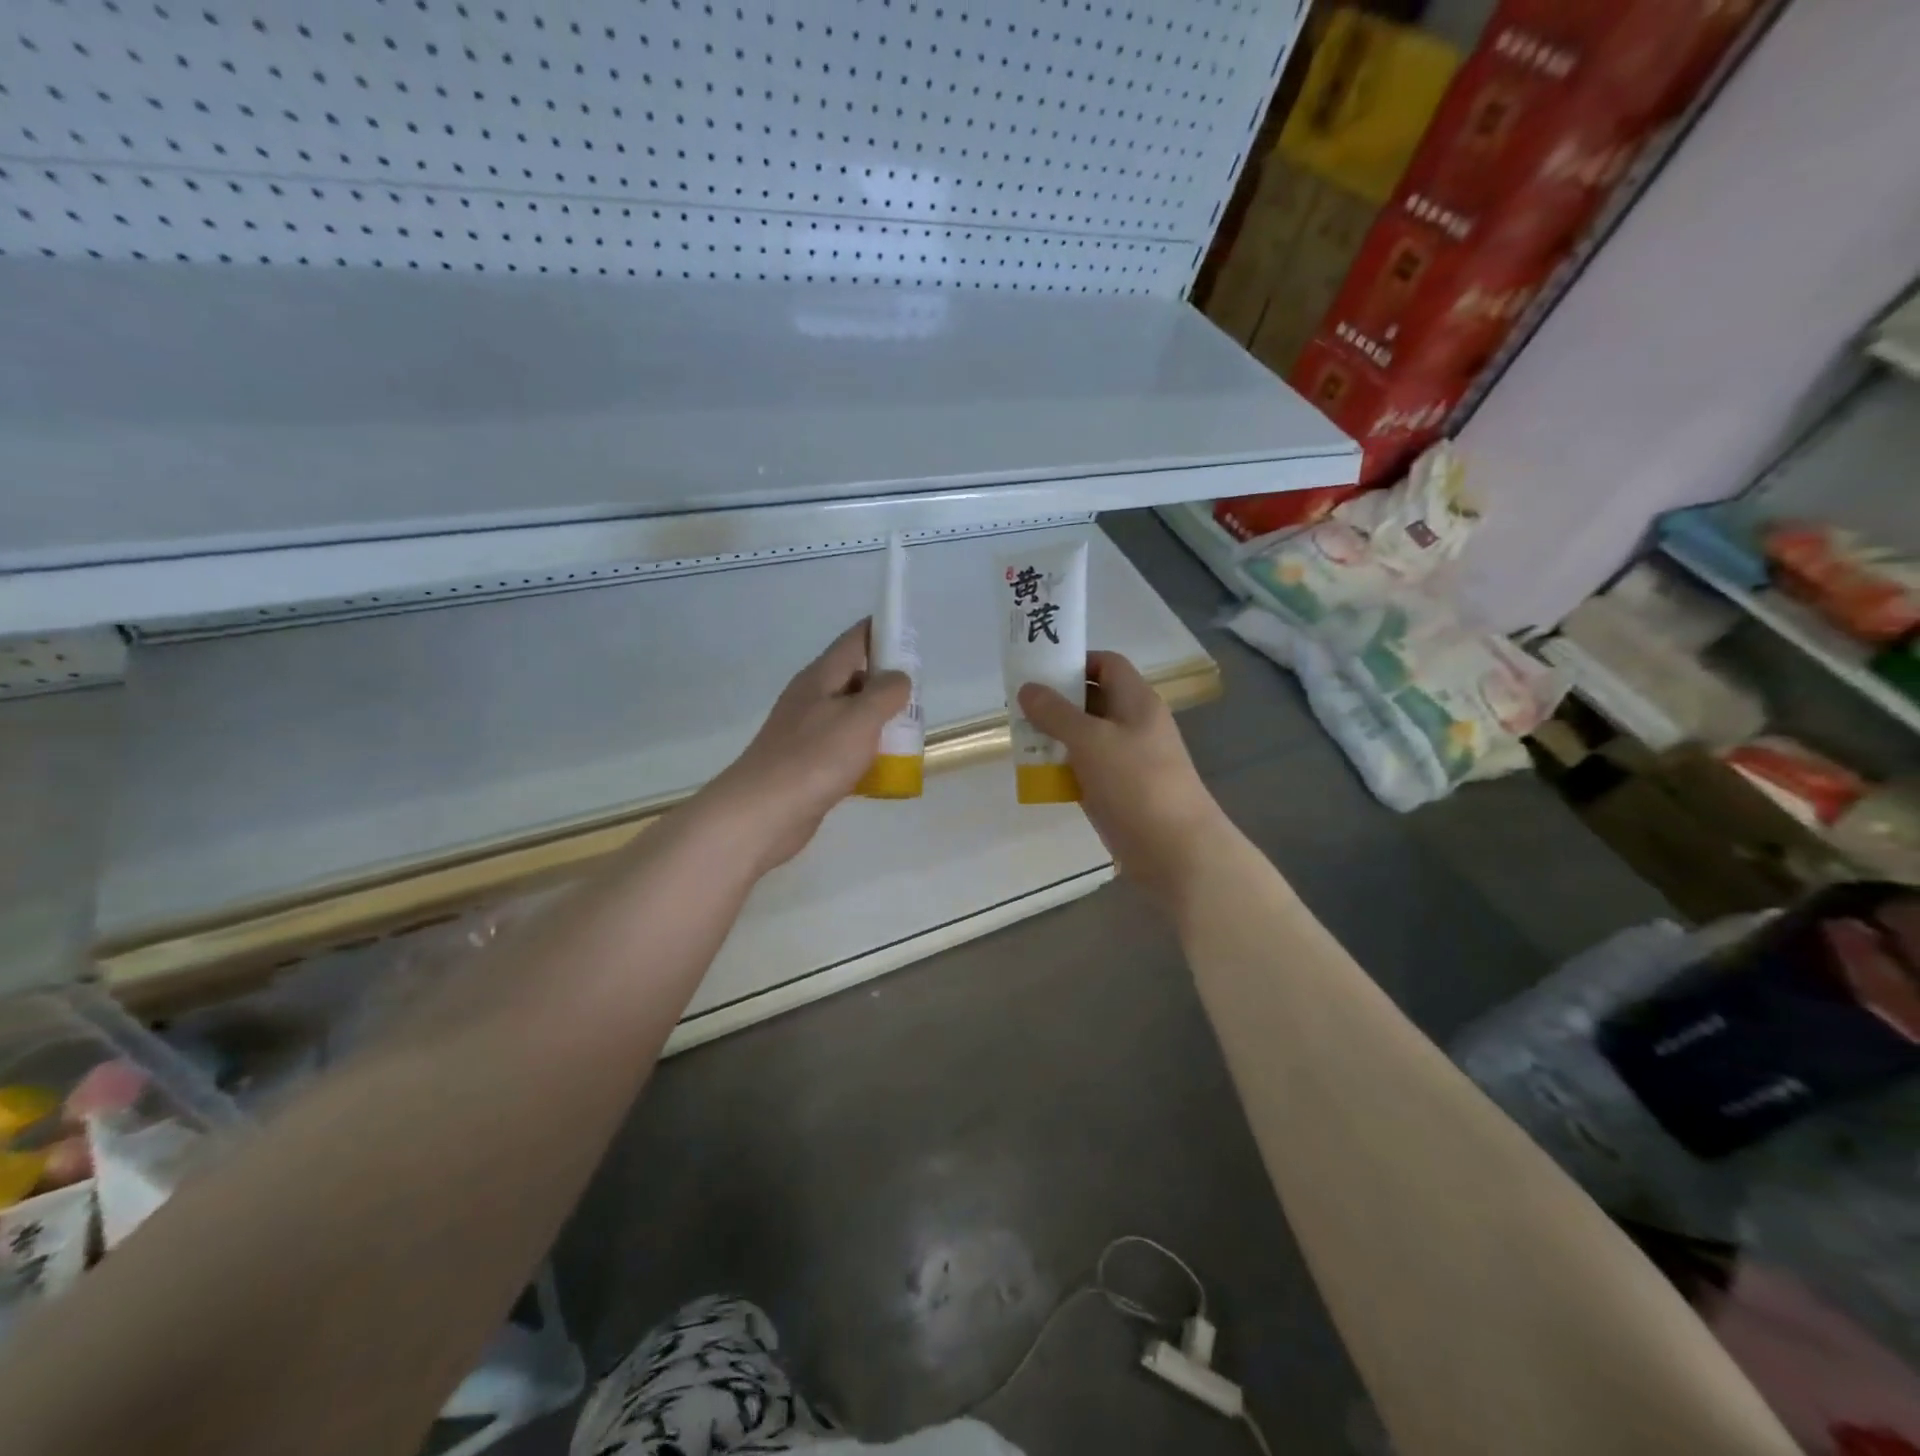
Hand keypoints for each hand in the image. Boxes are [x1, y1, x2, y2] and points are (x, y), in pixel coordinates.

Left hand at [702, 620, 910, 875]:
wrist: (763, 813)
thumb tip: (899, 677)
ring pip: (853, 716)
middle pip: (857, 678)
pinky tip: (886, 770)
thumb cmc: (814, 758)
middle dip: (889, 685)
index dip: (885, 633)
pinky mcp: (810, 765)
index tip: (914, 642)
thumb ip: (886, 692)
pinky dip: (867, 754)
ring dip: (880, 723)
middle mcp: (813, 698)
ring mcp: (809, 732)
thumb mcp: (859, 718)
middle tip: (919, 700)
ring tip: (910, 736)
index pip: (856, 639)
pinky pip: (846, 749)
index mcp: (821, 677)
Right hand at [1018, 651, 1230, 909]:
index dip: (1076, 661)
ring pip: (1086, 737)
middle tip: (1019, 705)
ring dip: (1055, 736)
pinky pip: (1085, 769)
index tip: (1040, 670)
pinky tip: (1037, 773)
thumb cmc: (1136, 783)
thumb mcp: (1091, 740)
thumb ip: (1056, 713)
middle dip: (1057, 701)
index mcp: (1136, 701)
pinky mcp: (1118, 791)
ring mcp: (1127, 759)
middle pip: (1093, 700)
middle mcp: (1133, 725)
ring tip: (1020, 738)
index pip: (1107, 664)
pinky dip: (1063, 767)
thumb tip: (1027, 688)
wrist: (1175, 850)